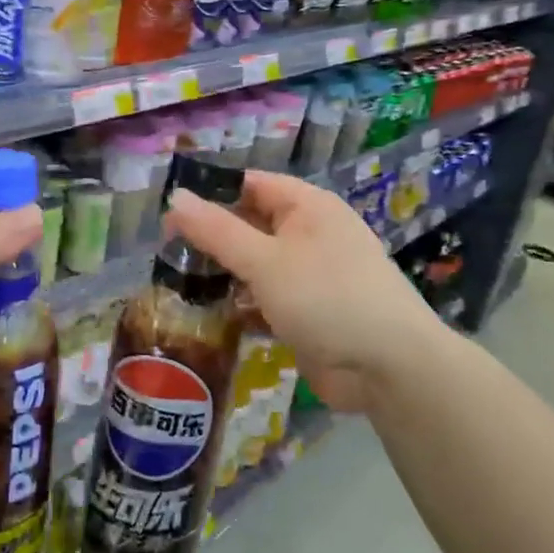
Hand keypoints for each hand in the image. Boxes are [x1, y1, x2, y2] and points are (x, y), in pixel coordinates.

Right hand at [165, 171, 440, 411]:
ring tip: (175, 284)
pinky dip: (241, 305)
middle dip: (212, 238)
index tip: (168, 213)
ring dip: (223, 274)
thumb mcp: (265, 261)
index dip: (210, 193)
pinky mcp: (307, 313)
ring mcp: (310, 276)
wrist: (389, 368)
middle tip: (164, 252)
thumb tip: (174, 198)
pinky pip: (265, 299)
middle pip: (251, 225)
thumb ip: (217, 231)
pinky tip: (208, 316)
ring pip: (255, 265)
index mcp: (307, 207)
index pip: (250, 184)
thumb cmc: (326, 298)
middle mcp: (310, 234)